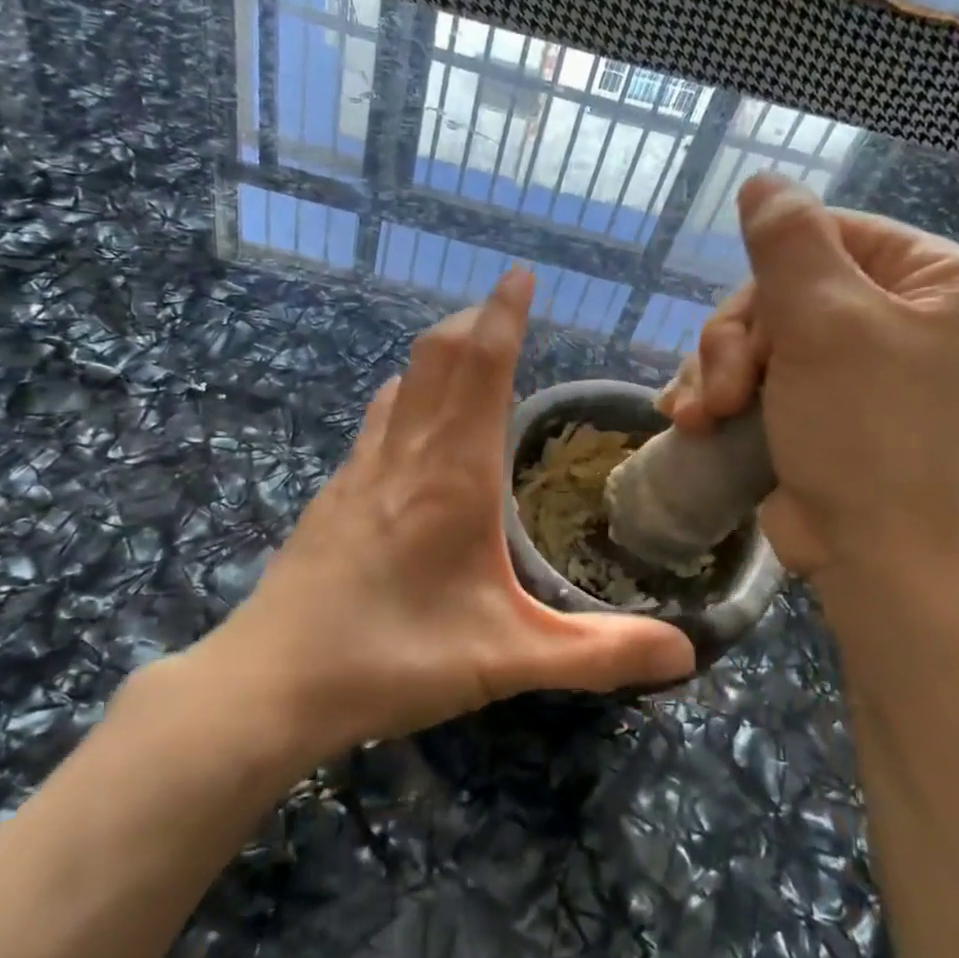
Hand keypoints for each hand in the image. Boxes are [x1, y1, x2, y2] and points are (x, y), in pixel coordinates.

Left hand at [180, 267, 693, 762]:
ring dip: (436, 355)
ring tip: (467, 356)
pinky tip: (409, 425)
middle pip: (437, 357)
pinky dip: (404, 398)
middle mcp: (405, 456)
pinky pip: (376, 422)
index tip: (520, 274)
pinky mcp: (333, 496)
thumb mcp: (507, 660)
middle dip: (473, 321)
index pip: (482, 367)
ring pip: (401, 384)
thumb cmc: (393, 659)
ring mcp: (359, 471)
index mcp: (454, 475)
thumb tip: (686, 651)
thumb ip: (598, 655)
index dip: (504, 315)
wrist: (272, 682)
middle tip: (504, 309)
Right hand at [660, 175, 958, 583]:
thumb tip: (761, 180)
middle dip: (736, 342)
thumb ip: (789, 242)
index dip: (770, 276)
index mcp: (930, 278)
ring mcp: (848, 362)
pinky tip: (689, 419)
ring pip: (754, 334)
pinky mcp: (810, 403)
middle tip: (723, 393)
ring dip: (714, 373)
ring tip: (703, 417)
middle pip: (780, 289)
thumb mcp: (827, 324)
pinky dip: (714, 394)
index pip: (825, 233)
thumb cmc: (865, 432)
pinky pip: (749, 373)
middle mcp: (894, 313)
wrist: (872, 554)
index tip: (750, 332)